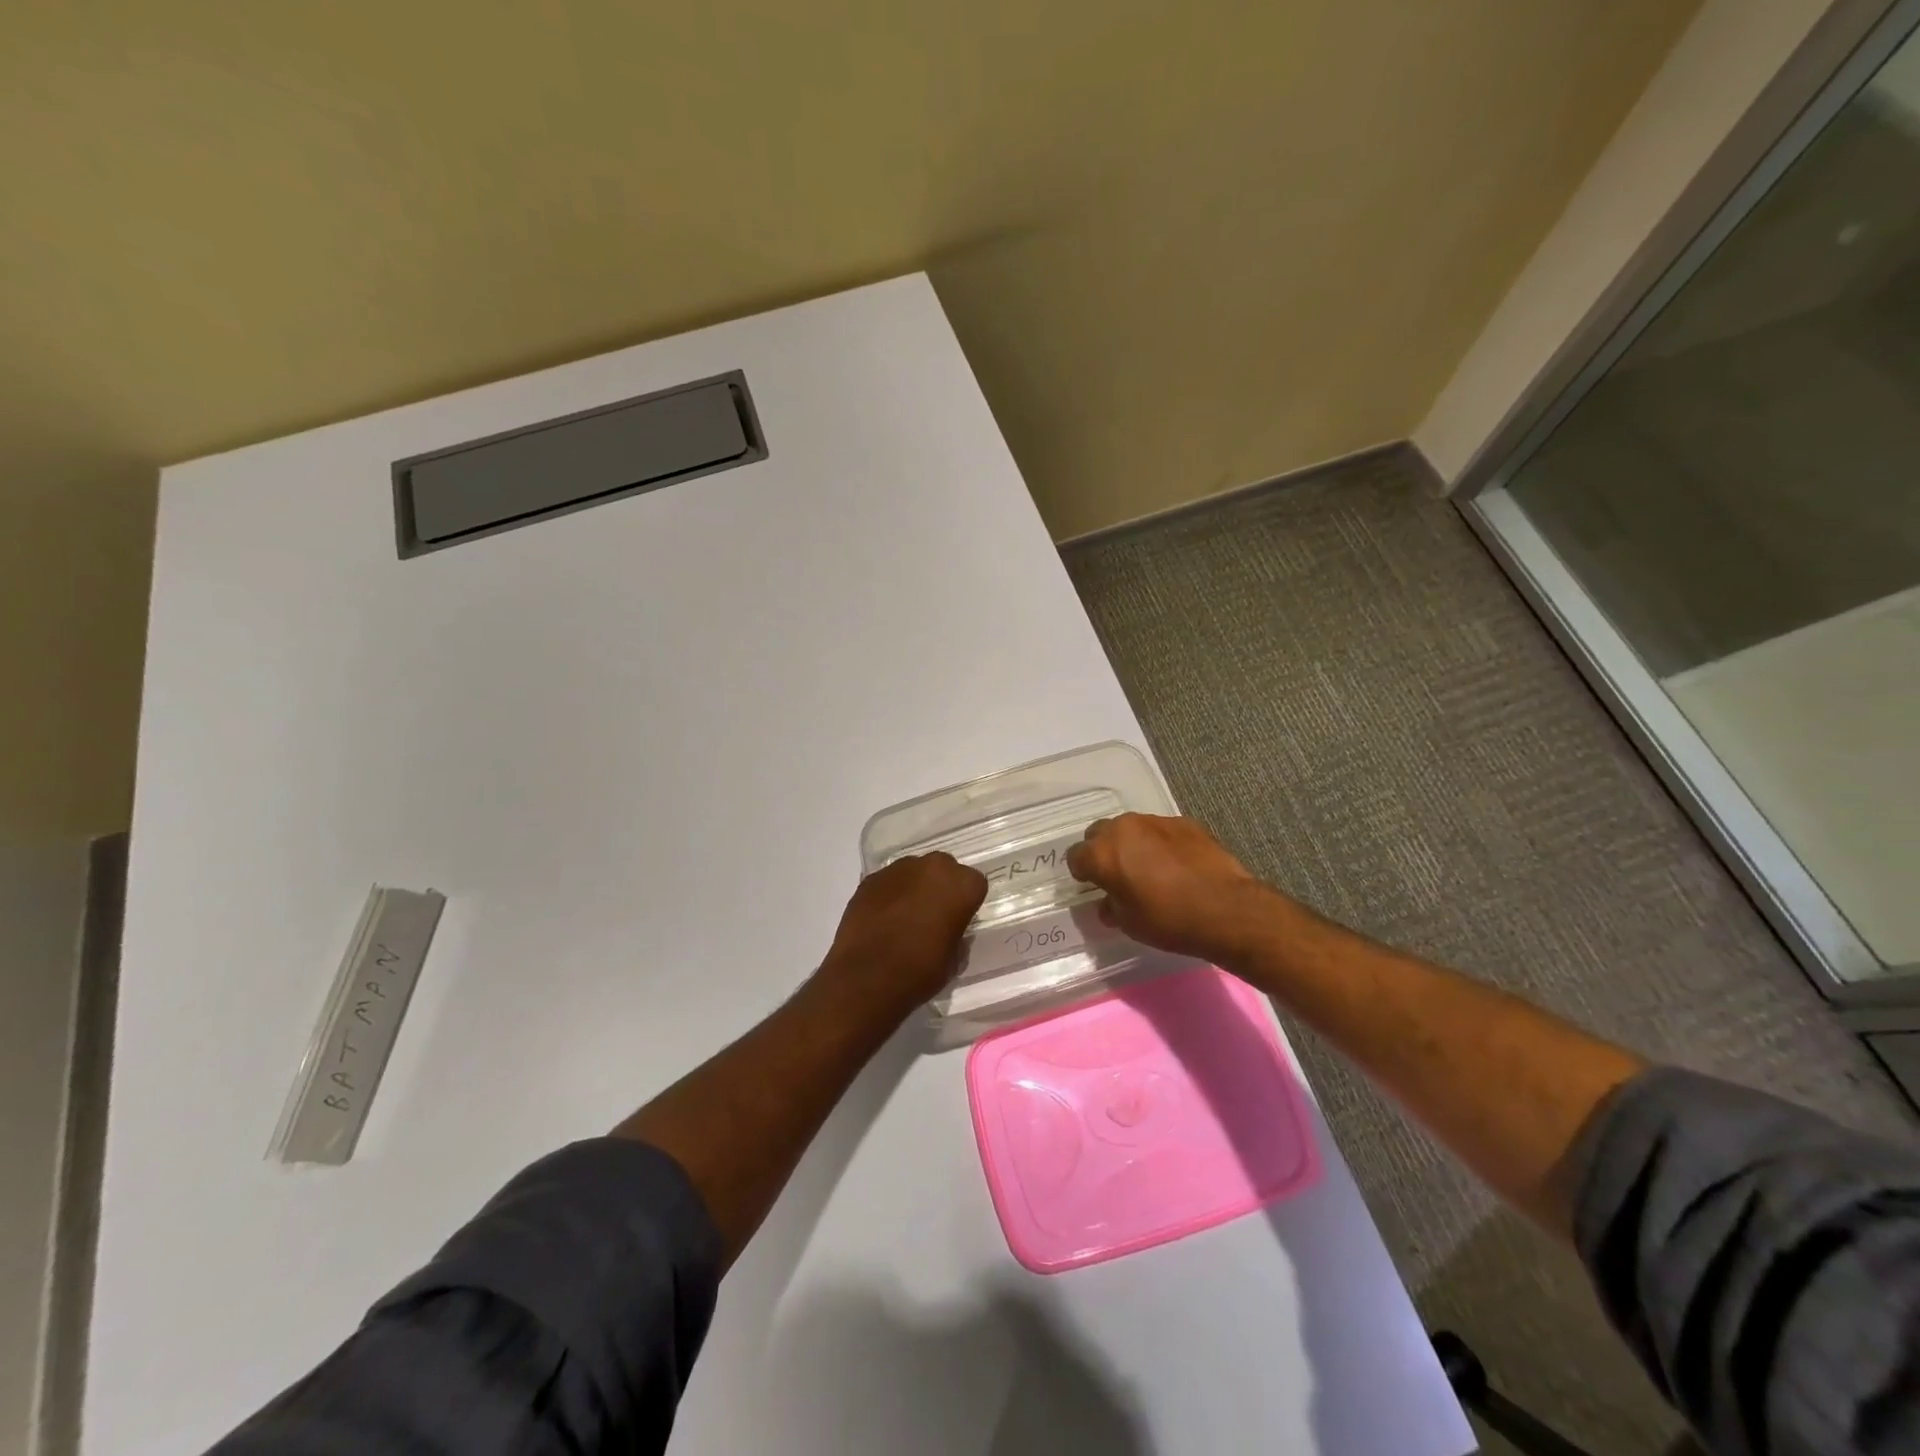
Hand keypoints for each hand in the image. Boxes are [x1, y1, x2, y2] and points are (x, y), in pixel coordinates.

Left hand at [818, 853, 988, 1009]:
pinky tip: (882, 919)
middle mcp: (933, 867)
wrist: (867, 977)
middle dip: (941, 887)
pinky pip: (888, 882)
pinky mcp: (871, 878)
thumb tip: (947, 928)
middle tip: (933, 915)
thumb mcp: (954, 958)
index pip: (974, 884)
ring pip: (914, 872)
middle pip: (944, 869)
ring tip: (904, 917)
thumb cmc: (920, 970)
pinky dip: (889, 894)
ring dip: (914, 887)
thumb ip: (956, 932)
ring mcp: (898, 869)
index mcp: (961, 885)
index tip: (958, 920)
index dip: (966, 903)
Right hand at [1066, 813, 1281, 962]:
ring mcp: (1155, 821)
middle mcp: (1123, 829)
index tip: (1093, 886)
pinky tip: (1176, 865)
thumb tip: (1109, 903)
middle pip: (1099, 834)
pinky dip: (1160, 843)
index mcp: (1102, 854)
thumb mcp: (1130, 924)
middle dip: (1103, 851)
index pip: (1076, 857)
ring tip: (1149, 868)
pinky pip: (1160, 830)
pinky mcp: (1184, 822)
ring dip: (1132, 845)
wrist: (1226, 908)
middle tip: (1118, 875)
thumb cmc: (1169, 920)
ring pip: (1131, 828)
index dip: (1082, 873)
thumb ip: (1112, 907)